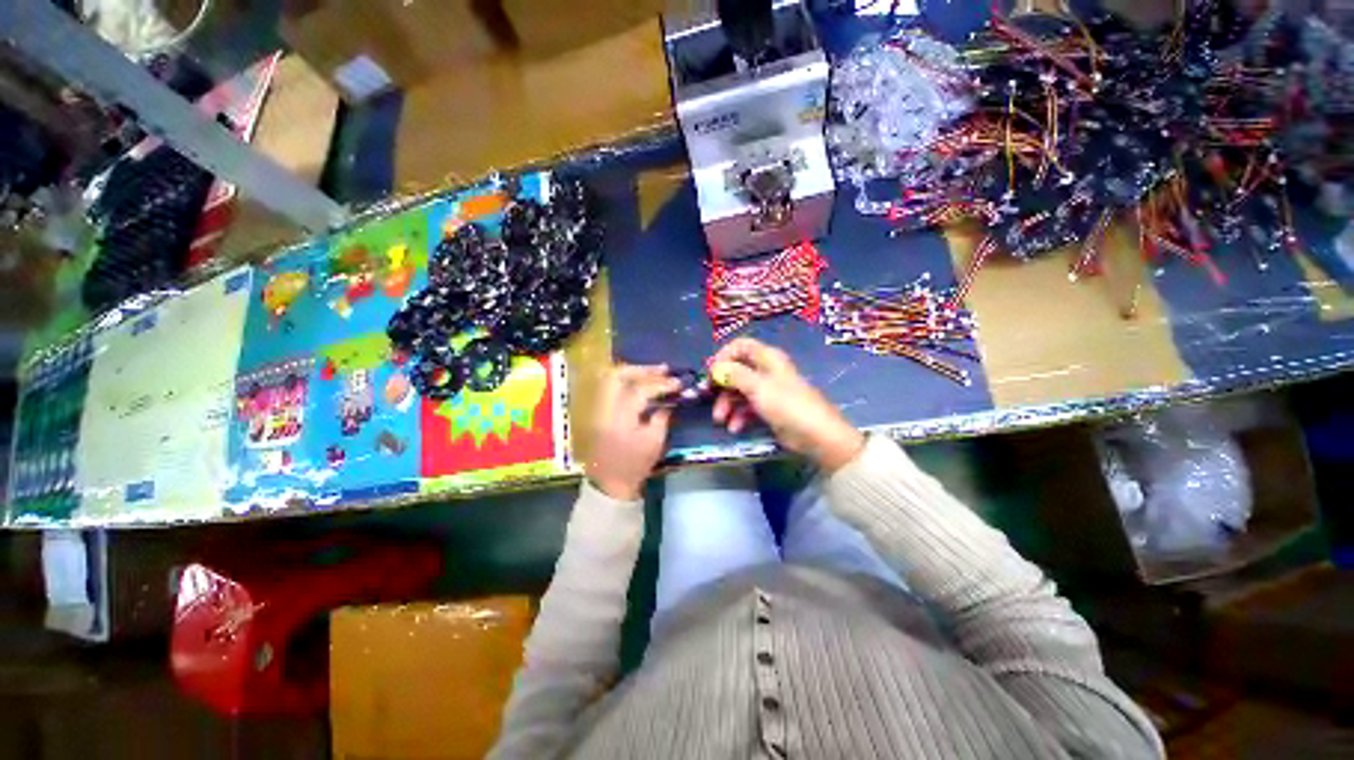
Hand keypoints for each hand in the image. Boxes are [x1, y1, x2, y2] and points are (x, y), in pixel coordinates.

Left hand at [586, 364, 680, 500]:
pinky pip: (611, 388)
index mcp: (620, 418)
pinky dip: (627, 382)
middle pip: (618, 375)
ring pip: (611, 379)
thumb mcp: (654, 443)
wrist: (609, 483)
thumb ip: (661, 418)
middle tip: (663, 370)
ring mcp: (599, 409)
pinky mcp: (599, 412)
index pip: (641, 390)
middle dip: (642, 369)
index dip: (661, 384)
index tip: (678, 383)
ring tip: (654, 373)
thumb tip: (668, 403)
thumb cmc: (634, 465)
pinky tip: (641, 384)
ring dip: (634, 373)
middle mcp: (605, 408)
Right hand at [710, 338, 864, 471]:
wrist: (816, 435)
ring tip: (720, 419)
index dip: (723, 356)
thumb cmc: (787, 405)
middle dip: (722, 384)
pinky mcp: (769, 409)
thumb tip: (715, 367)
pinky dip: (739, 416)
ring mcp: (768, 390)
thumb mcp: (757, 387)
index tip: (710, 372)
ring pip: (739, 390)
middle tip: (708, 396)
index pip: (740, 346)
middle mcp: (766, 370)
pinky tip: (735, 428)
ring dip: (727, 404)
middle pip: (736, 370)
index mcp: (767, 358)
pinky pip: (747, 407)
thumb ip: (734, 375)